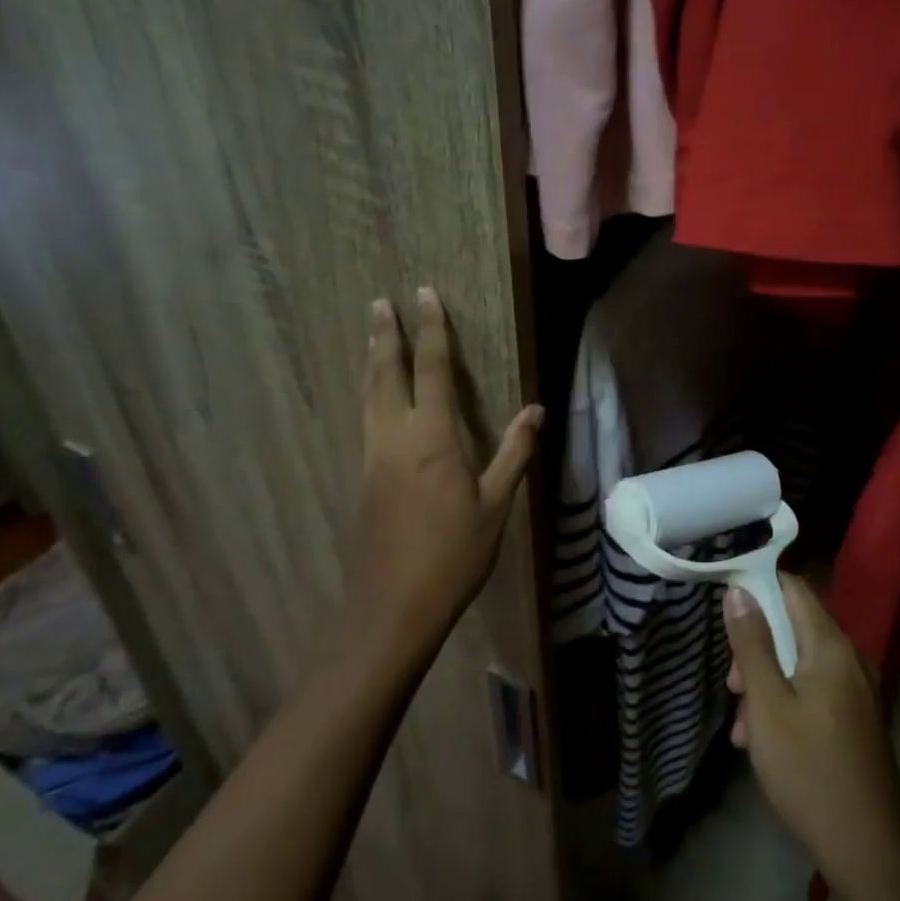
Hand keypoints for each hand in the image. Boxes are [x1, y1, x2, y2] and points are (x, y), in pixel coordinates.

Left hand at [350, 289, 541, 666]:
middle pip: (385, 374)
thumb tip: (536, 410)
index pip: (431, 371)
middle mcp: (394, 438)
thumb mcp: (495, 504)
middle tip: (380, 303)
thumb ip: (514, 453)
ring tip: (373, 337)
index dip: (430, 331)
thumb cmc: (454, 554)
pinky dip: (369, 393)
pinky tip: (374, 398)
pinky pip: (365, 419)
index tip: (424, 295)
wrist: (394, 605)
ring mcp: (373, 458)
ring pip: (368, 396)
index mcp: (431, 438)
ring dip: (372, 361)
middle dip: (385, 336)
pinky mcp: (364, 478)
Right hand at [725, 574, 899, 897]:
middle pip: (794, 627)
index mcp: (831, 646)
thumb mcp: (767, 703)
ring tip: (744, 728)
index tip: (724, 608)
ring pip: (800, 664)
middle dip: (756, 648)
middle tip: (733, 687)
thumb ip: (752, 644)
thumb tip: (739, 591)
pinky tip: (764, 742)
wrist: (867, 848)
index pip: (793, 588)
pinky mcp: (856, 719)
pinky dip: (786, 702)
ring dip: (767, 683)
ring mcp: (857, 690)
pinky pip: (814, 691)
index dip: (757, 587)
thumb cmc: (808, 769)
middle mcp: (850, 658)